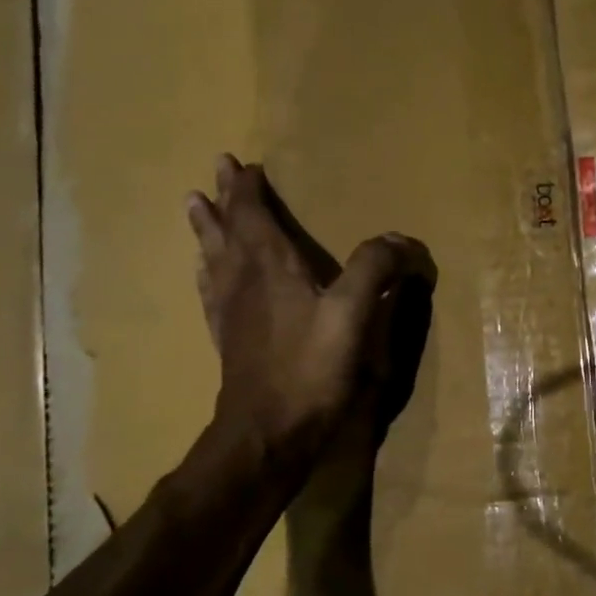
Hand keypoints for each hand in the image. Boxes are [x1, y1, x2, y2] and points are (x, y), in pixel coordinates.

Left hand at [187, 155, 435, 467]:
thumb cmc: (310, 368)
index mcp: (270, 268)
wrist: (268, 431)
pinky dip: (207, 272)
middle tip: (215, 172)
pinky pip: (212, 292)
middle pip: (229, 231)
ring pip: (214, 258)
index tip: (244, 165)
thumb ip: (375, 270)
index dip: (250, 191)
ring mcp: (231, 313)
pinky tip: (205, 275)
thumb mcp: (353, 314)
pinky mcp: (229, 340)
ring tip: (194, 207)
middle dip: (225, 200)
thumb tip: (400, 239)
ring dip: (207, 230)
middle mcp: (243, 282)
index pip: (254, 217)